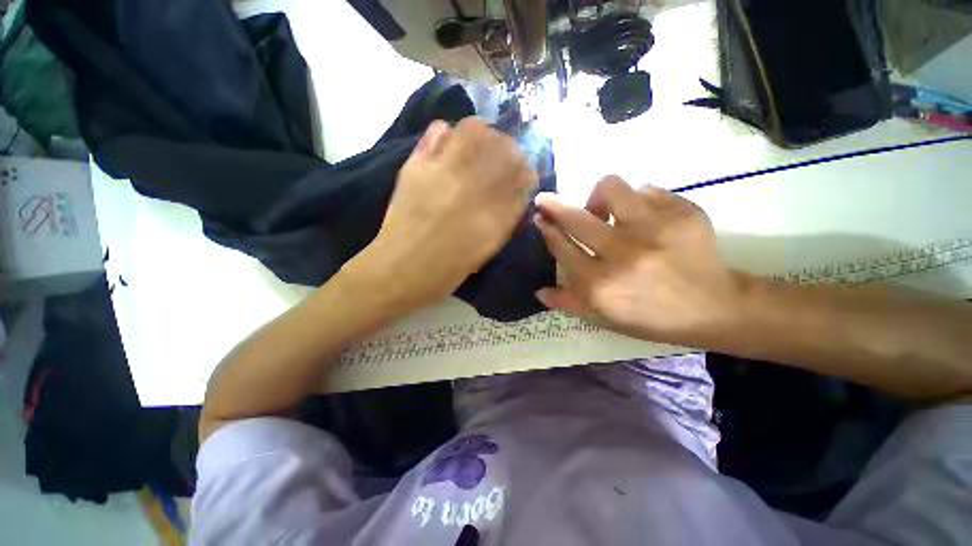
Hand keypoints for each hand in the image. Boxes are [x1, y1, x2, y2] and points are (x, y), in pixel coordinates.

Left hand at [353, 118, 536, 308]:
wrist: (401, 270)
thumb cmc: (448, 269)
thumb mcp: (488, 249)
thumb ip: (506, 219)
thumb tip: (516, 195)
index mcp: (496, 213)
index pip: (524, 175)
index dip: (525, 172)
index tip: (521, 176)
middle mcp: (476, 187)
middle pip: (505, 146)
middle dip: (508, 151)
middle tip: (499, 160)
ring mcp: (444, 171)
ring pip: (475, 130)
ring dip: (482, 137)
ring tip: (476, 150)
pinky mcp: (417, 165)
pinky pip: (438, 131)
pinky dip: (448, 135)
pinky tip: (448, 151)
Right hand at [533, 176, 746, 344]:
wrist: (714, 308)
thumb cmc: (652, 317)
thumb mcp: (605, 318)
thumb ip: (570, 303)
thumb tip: (539, 291)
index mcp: (602, 285)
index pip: (562, 248)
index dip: (547, 229)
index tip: (540, 217)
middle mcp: (623, 254)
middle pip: (577, 217)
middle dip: (554, 205)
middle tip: (546, 200)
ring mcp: (656, 229)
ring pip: (612, 188)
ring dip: (600, 196)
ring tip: (606, 211)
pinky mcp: (683, 213)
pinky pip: (647, 190)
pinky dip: (638, 201)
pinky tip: (643, 217)